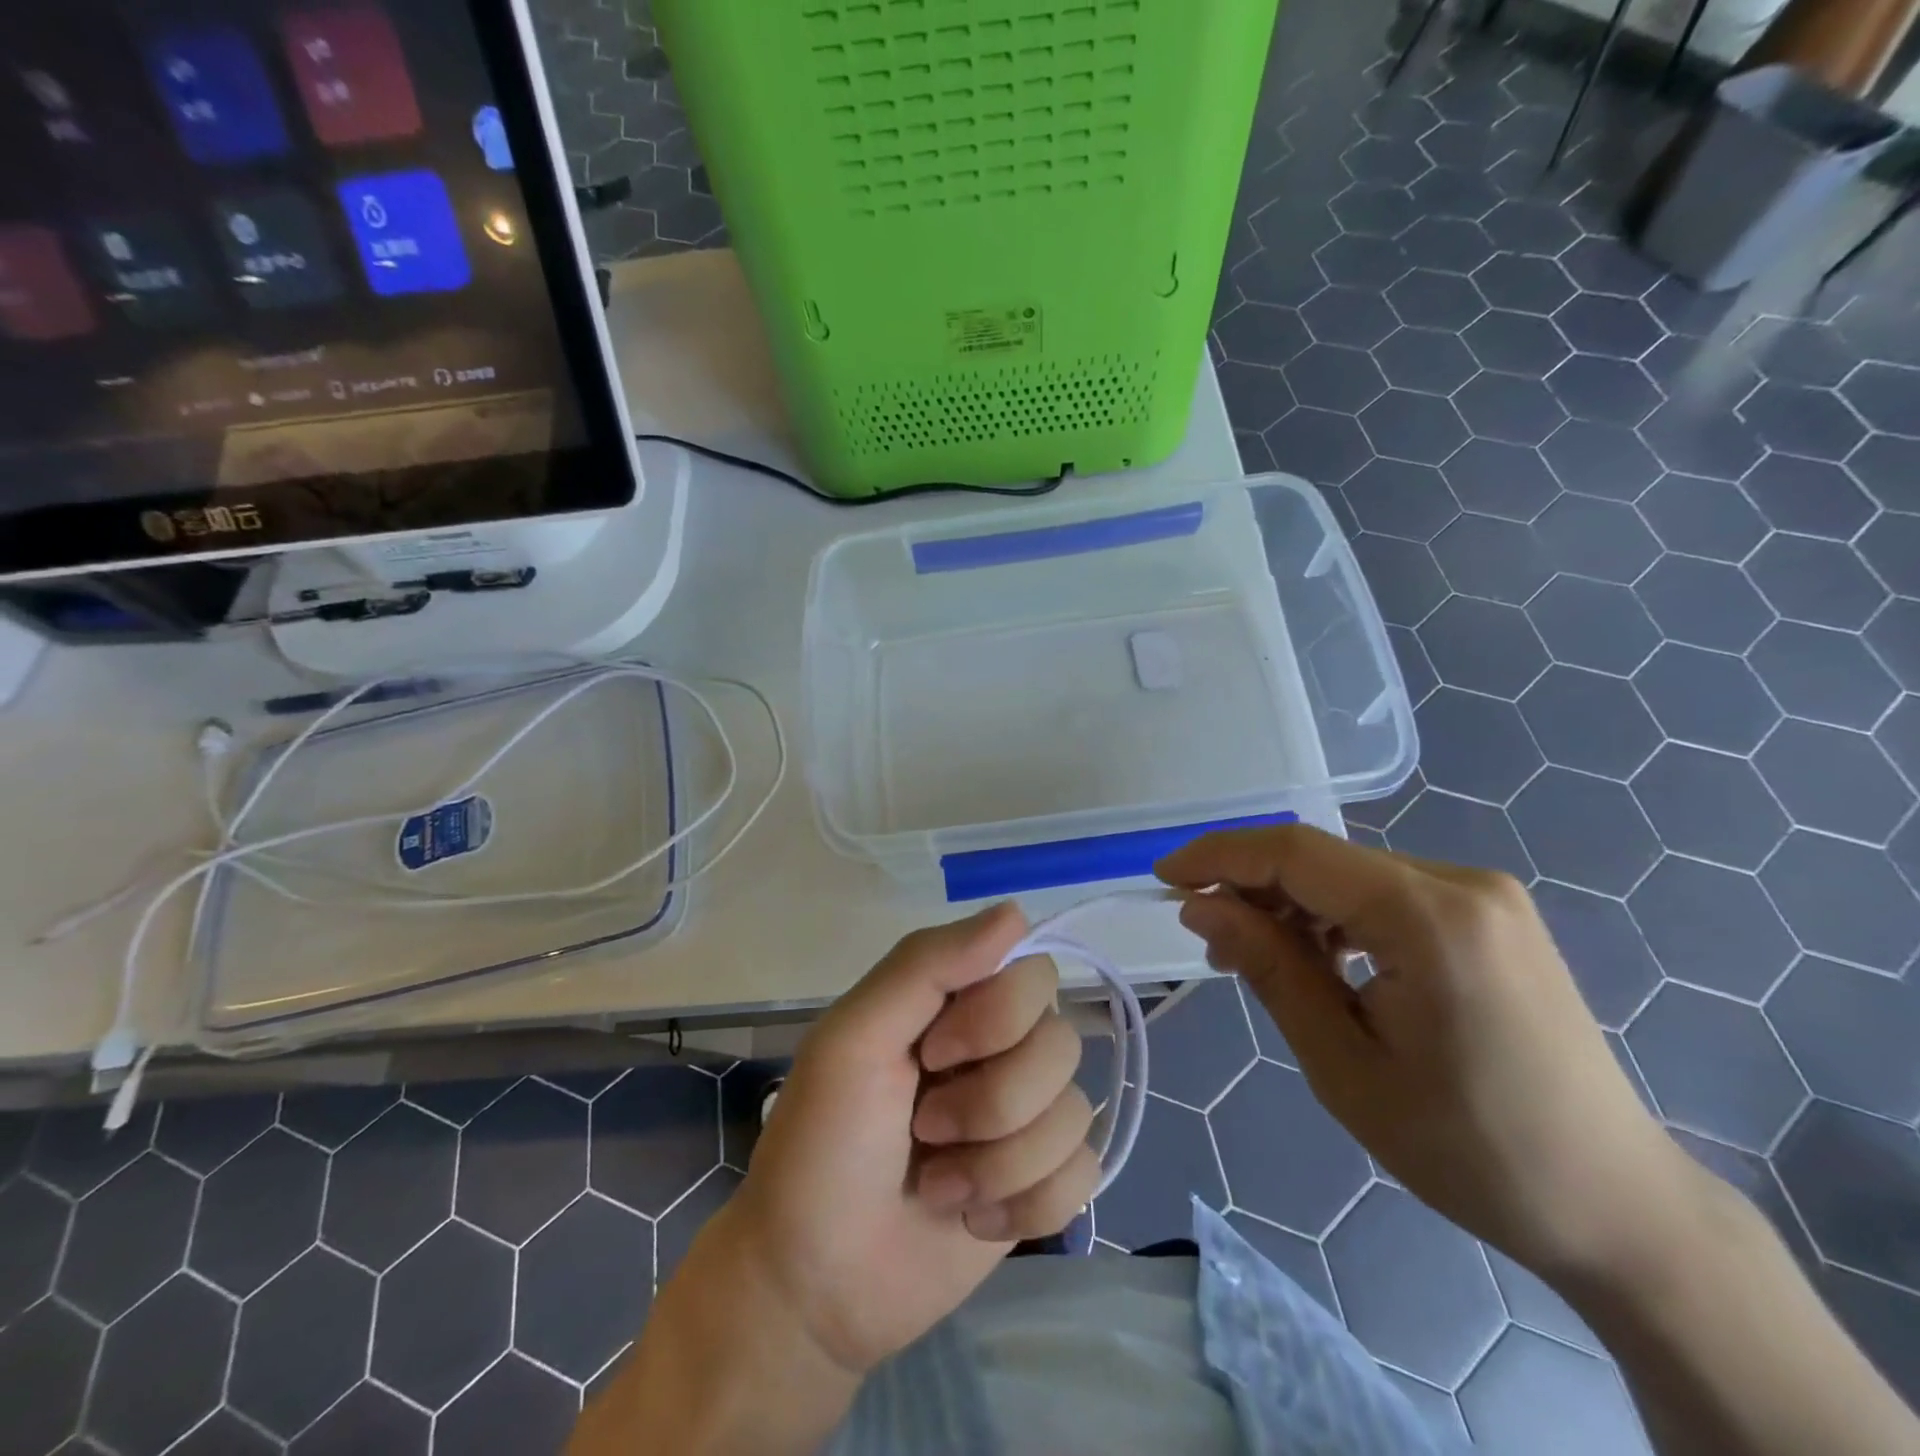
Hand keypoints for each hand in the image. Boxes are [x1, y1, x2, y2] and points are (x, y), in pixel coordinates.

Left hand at [725, 903, 1099, 1375]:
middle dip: (992, 1102)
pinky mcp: (1042, 1184)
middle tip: (925, 1130)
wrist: (814, 1286)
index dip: (995, 1020)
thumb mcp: (854, 1037)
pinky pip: (1085, 1173)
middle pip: (1061, 1044)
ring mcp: (1024, 1118)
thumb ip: (926, 964)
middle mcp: (999, 1049)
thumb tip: (1015, 910)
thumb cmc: (822, 1145)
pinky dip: (1027, 1206)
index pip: (1032, 974)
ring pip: (1075, 1113)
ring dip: (1000, 1163)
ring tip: (940, 1186)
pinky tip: (974, 1220)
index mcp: (955, 1004)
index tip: (933, 1056)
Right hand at [1158, 824, 1688, 1281]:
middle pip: (1324, 858)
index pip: (1297, 853)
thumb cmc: (1469, 1150)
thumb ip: (1270, 968)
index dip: (1220, 856)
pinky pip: (1387, 893)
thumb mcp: (1343, 1065)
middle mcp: (1464, 884)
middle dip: (1253, 886)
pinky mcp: (1491, 915)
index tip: (1164, 877)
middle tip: (1208, 939)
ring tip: (1258, 960)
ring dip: (1293, 904)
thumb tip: (1202, 907)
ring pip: (1352, 873)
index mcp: (1430, 919)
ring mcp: (1485, 896)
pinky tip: (1321, 961)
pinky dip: (1337, 916)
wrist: (1616, 1205)